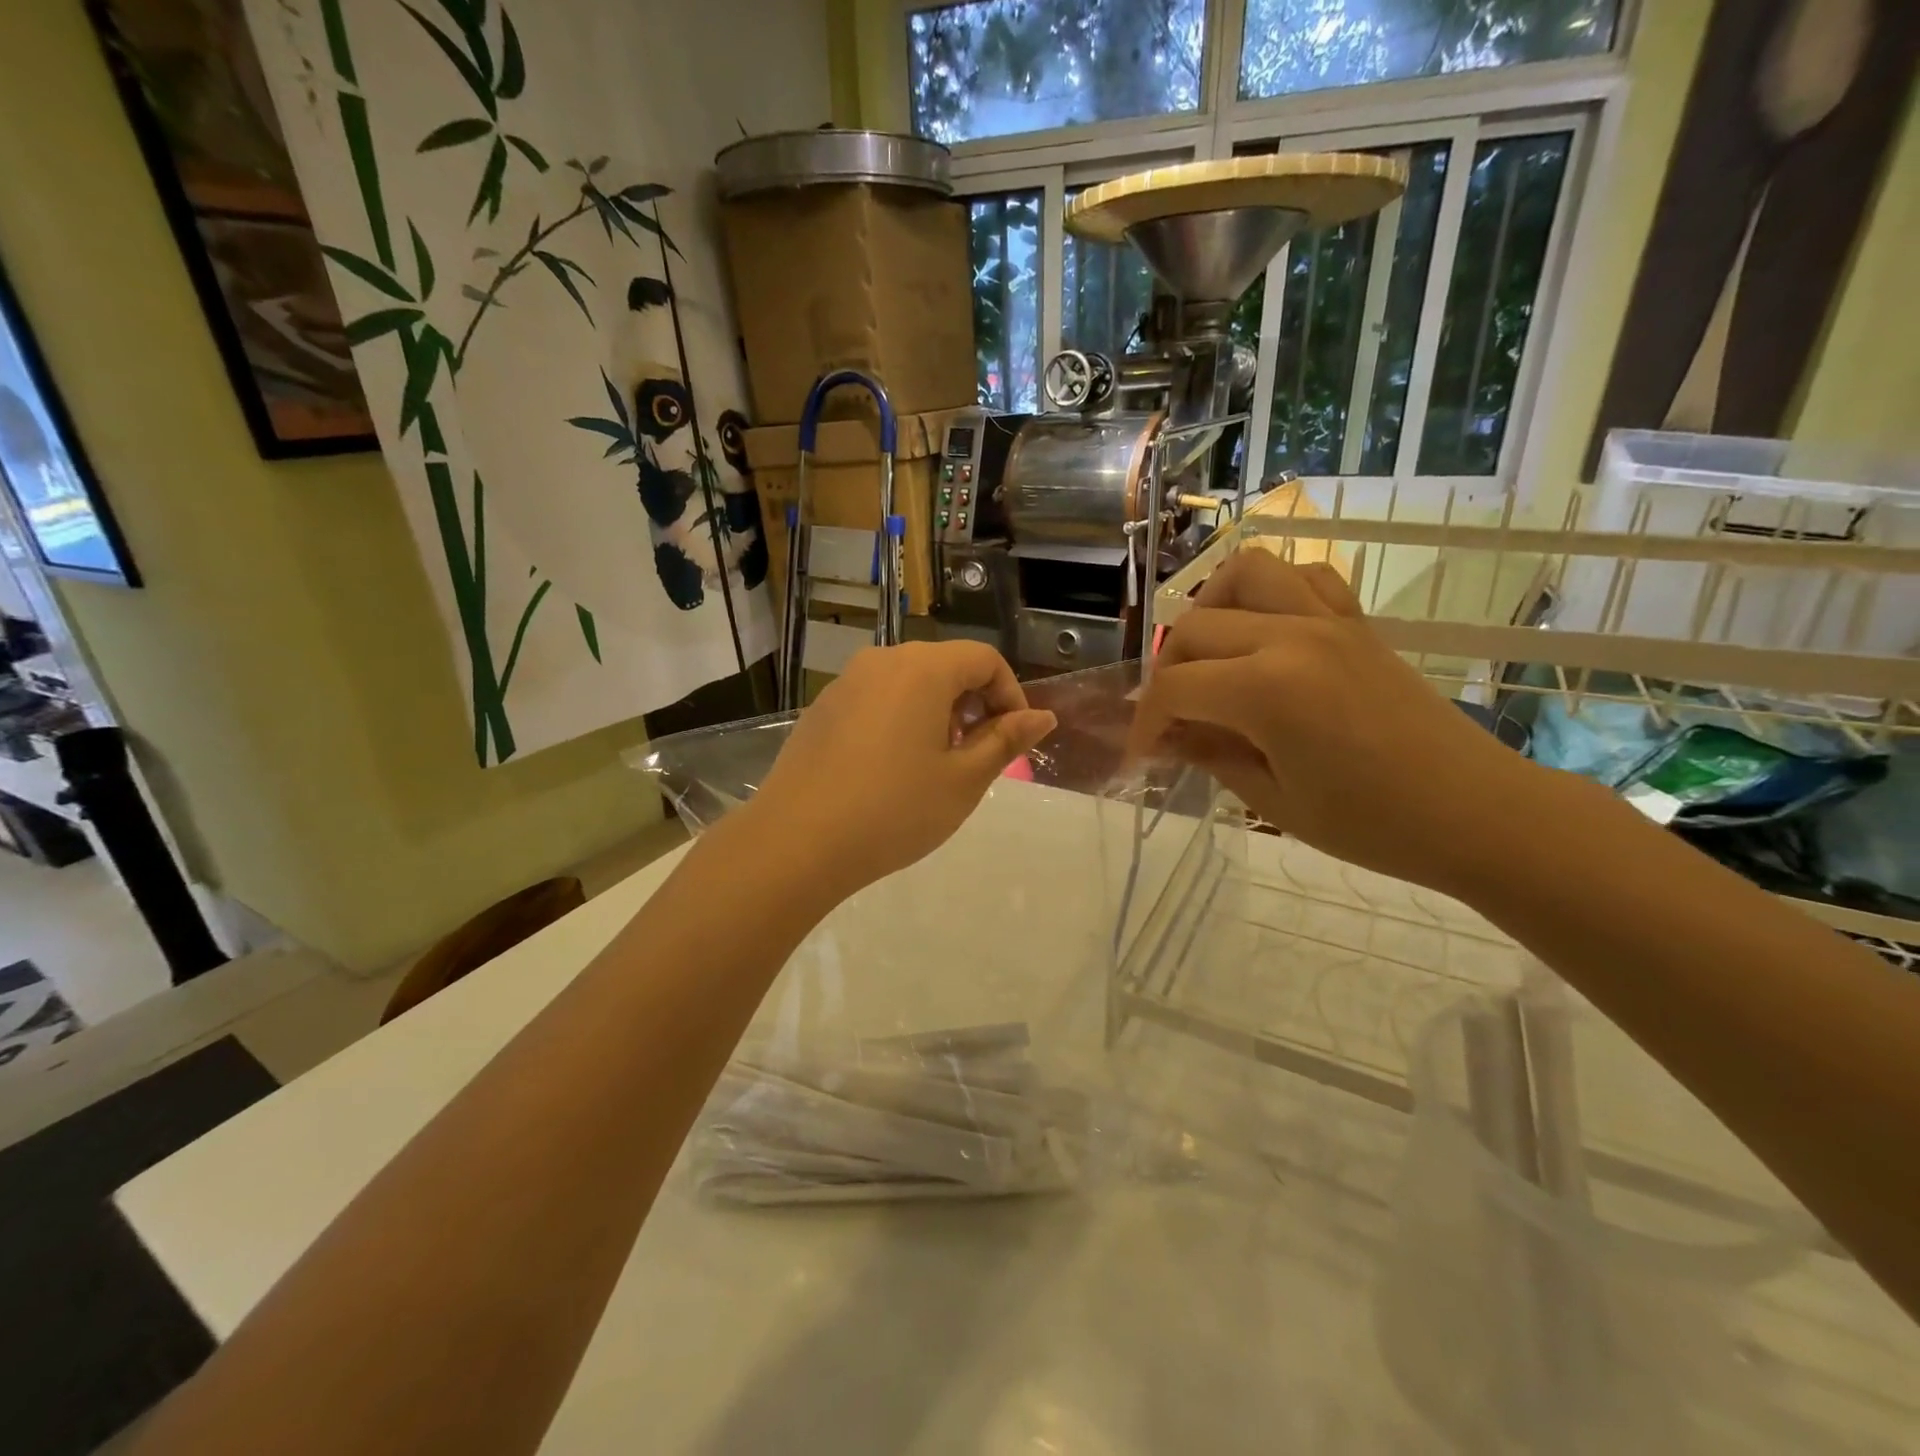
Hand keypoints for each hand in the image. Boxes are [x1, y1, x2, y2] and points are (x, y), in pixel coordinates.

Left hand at [749, 641, 1056, 896]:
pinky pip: (876, 699)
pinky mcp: (821, 709)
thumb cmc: (895, 810)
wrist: (797, 841)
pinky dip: (900, 719)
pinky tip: (891, 769)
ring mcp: (846, 683)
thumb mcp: (964, 780)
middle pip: (945, 665)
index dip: (1009, 693)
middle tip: (977, 755)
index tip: (1013, 737)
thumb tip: (1043, 717)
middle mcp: (882, 661)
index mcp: (922, 669)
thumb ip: (1005, 740)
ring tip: (936, 765)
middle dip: (973, 704)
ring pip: (909, 682)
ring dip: (937, 712)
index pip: (983, 658)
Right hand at [1128, 550, 1537, 894]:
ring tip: (1206, 654)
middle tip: (1171, 721)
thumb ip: (1209, 754)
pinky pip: (1305, 578)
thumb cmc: (1372, 824)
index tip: (1141, 757)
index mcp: (1267, 689)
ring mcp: (1328, 621)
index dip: (1145, 723)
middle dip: (1167, 674)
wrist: (1477, 813)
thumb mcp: (1272, 799)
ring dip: (1210, 607)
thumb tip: (1165, 736)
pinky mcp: (1356, 623)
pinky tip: (1264, 633)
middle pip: (1195, 628)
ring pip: (1246, 572)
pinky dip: (1271, 593)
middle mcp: (1292, 636)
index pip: (1174, 688)